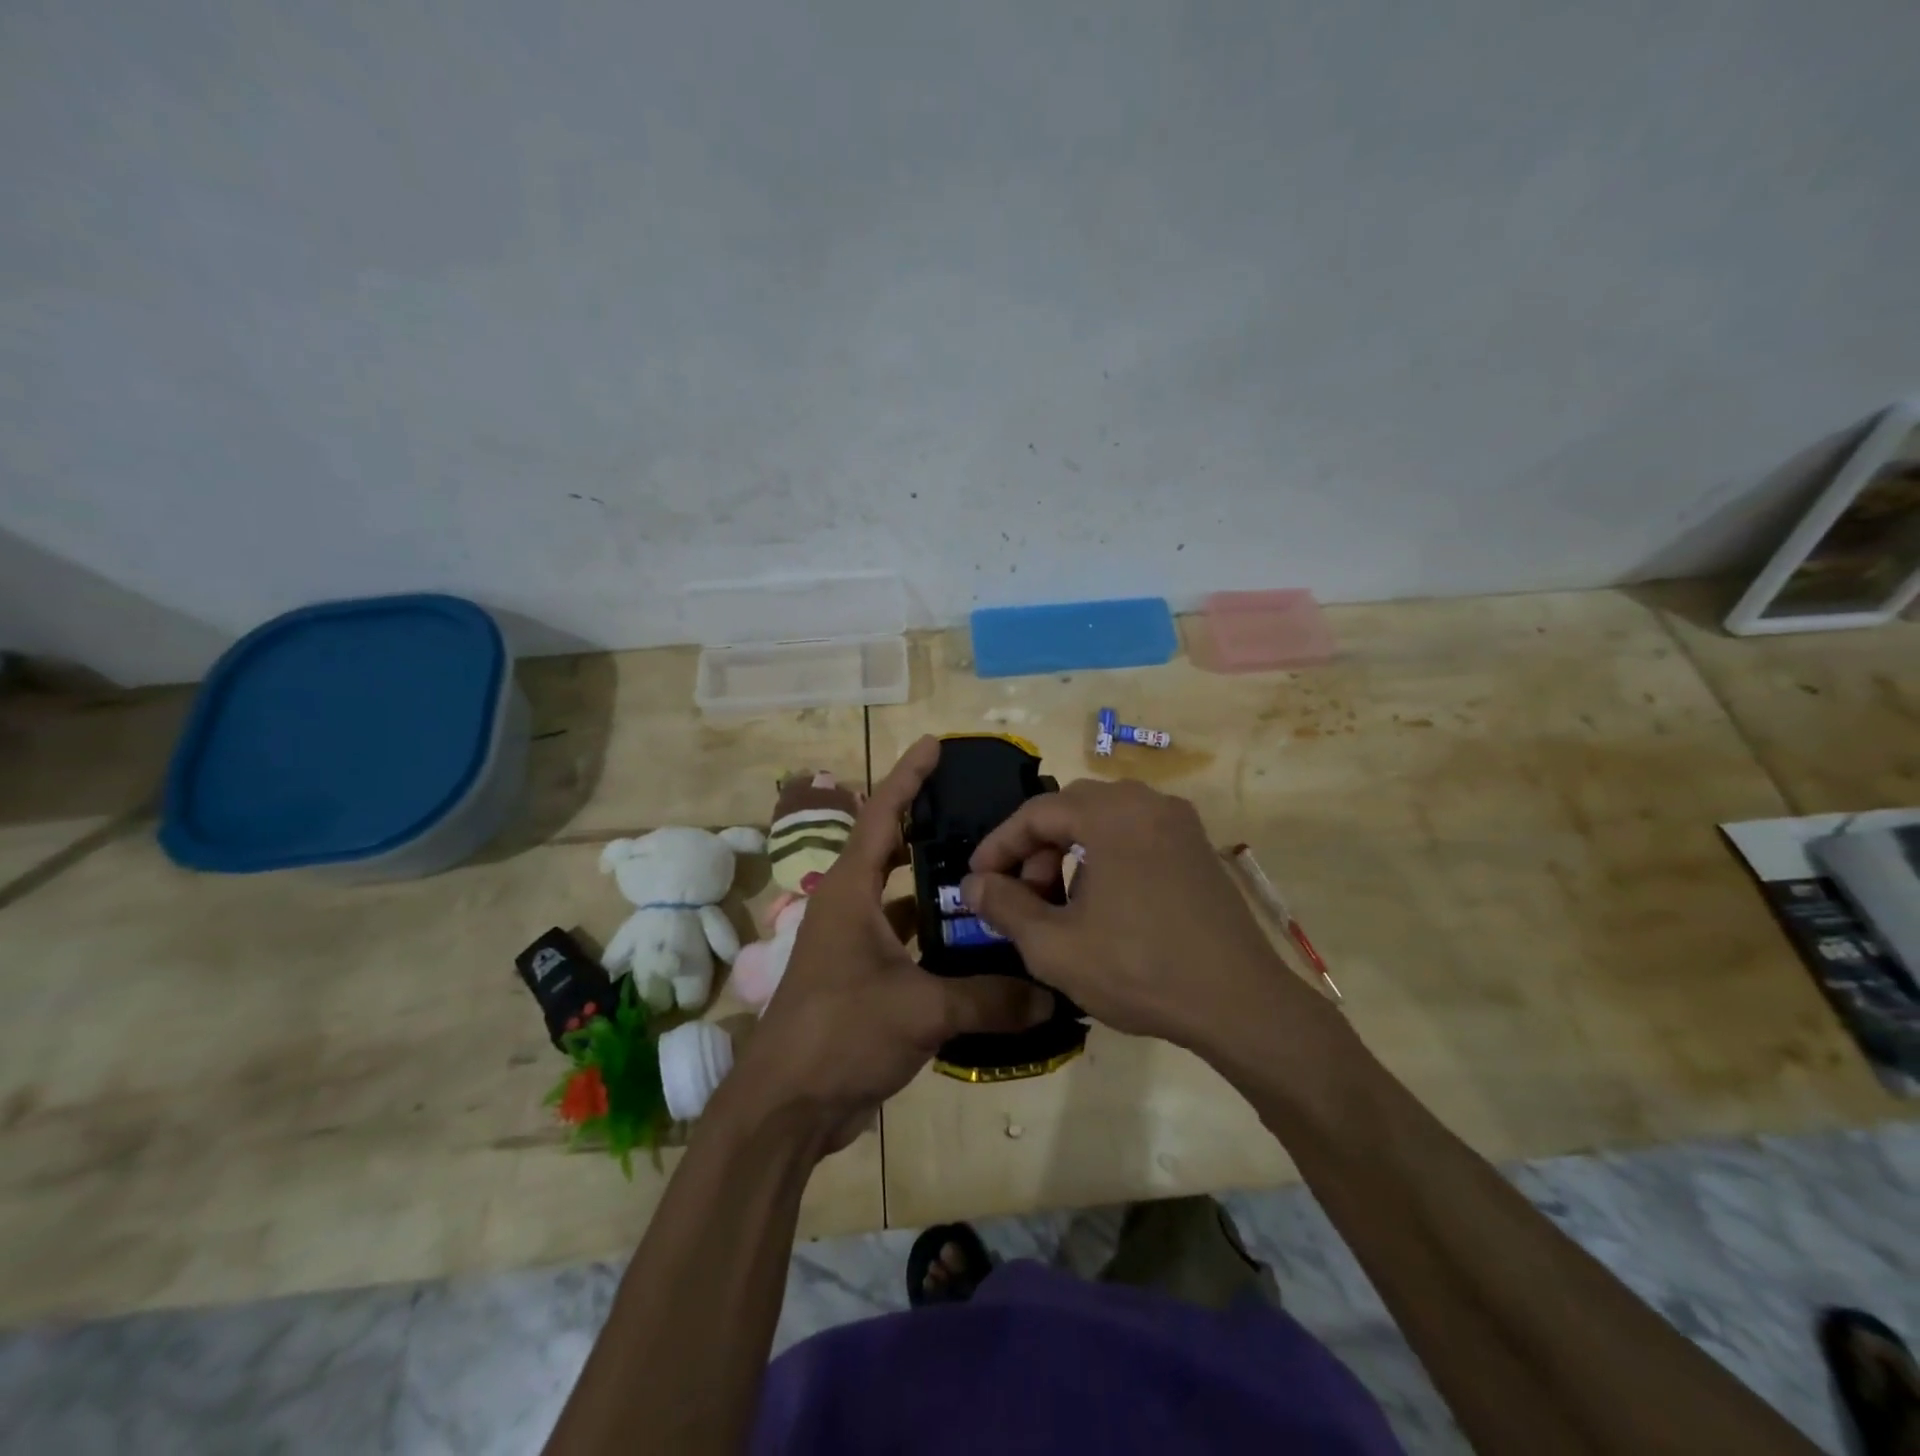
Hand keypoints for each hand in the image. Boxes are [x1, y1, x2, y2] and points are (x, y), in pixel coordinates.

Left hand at [714, 737, 1052, 1152]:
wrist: (787, 1108)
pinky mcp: (865, 981)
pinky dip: (939, 939)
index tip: (934, 745)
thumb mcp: (920, 1009)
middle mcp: (850, 908)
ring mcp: (856, 946)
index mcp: (850, 892)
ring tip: (994, 875)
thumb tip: (1051, 995)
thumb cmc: (840, 1034)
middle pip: (893, 850)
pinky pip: (909, 943)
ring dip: (940, 889)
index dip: (908, 776)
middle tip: (982, 812)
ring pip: (905, 901)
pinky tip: (980, 947)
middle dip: (931, 827)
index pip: (882, 815)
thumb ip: (989, 998)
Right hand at [961, 779, 1327, 1059]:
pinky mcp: (1197, 848)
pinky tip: (1102, 902)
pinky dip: (1105, 855)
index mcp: (1111, 815)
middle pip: (1070, 808)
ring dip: (1070, 850)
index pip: (1036, 812)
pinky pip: (1136, 834)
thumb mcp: (1055, 946)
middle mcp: (1147, 803)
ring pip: (1104, 820)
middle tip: (1022, 893)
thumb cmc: (1138, 970)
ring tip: (1060, 902)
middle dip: (1036, 848)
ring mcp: (1179, 823)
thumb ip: (1005, 907)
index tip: (977, 879)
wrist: (1239, 1004)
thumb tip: (972, 884)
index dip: (1000, 845)